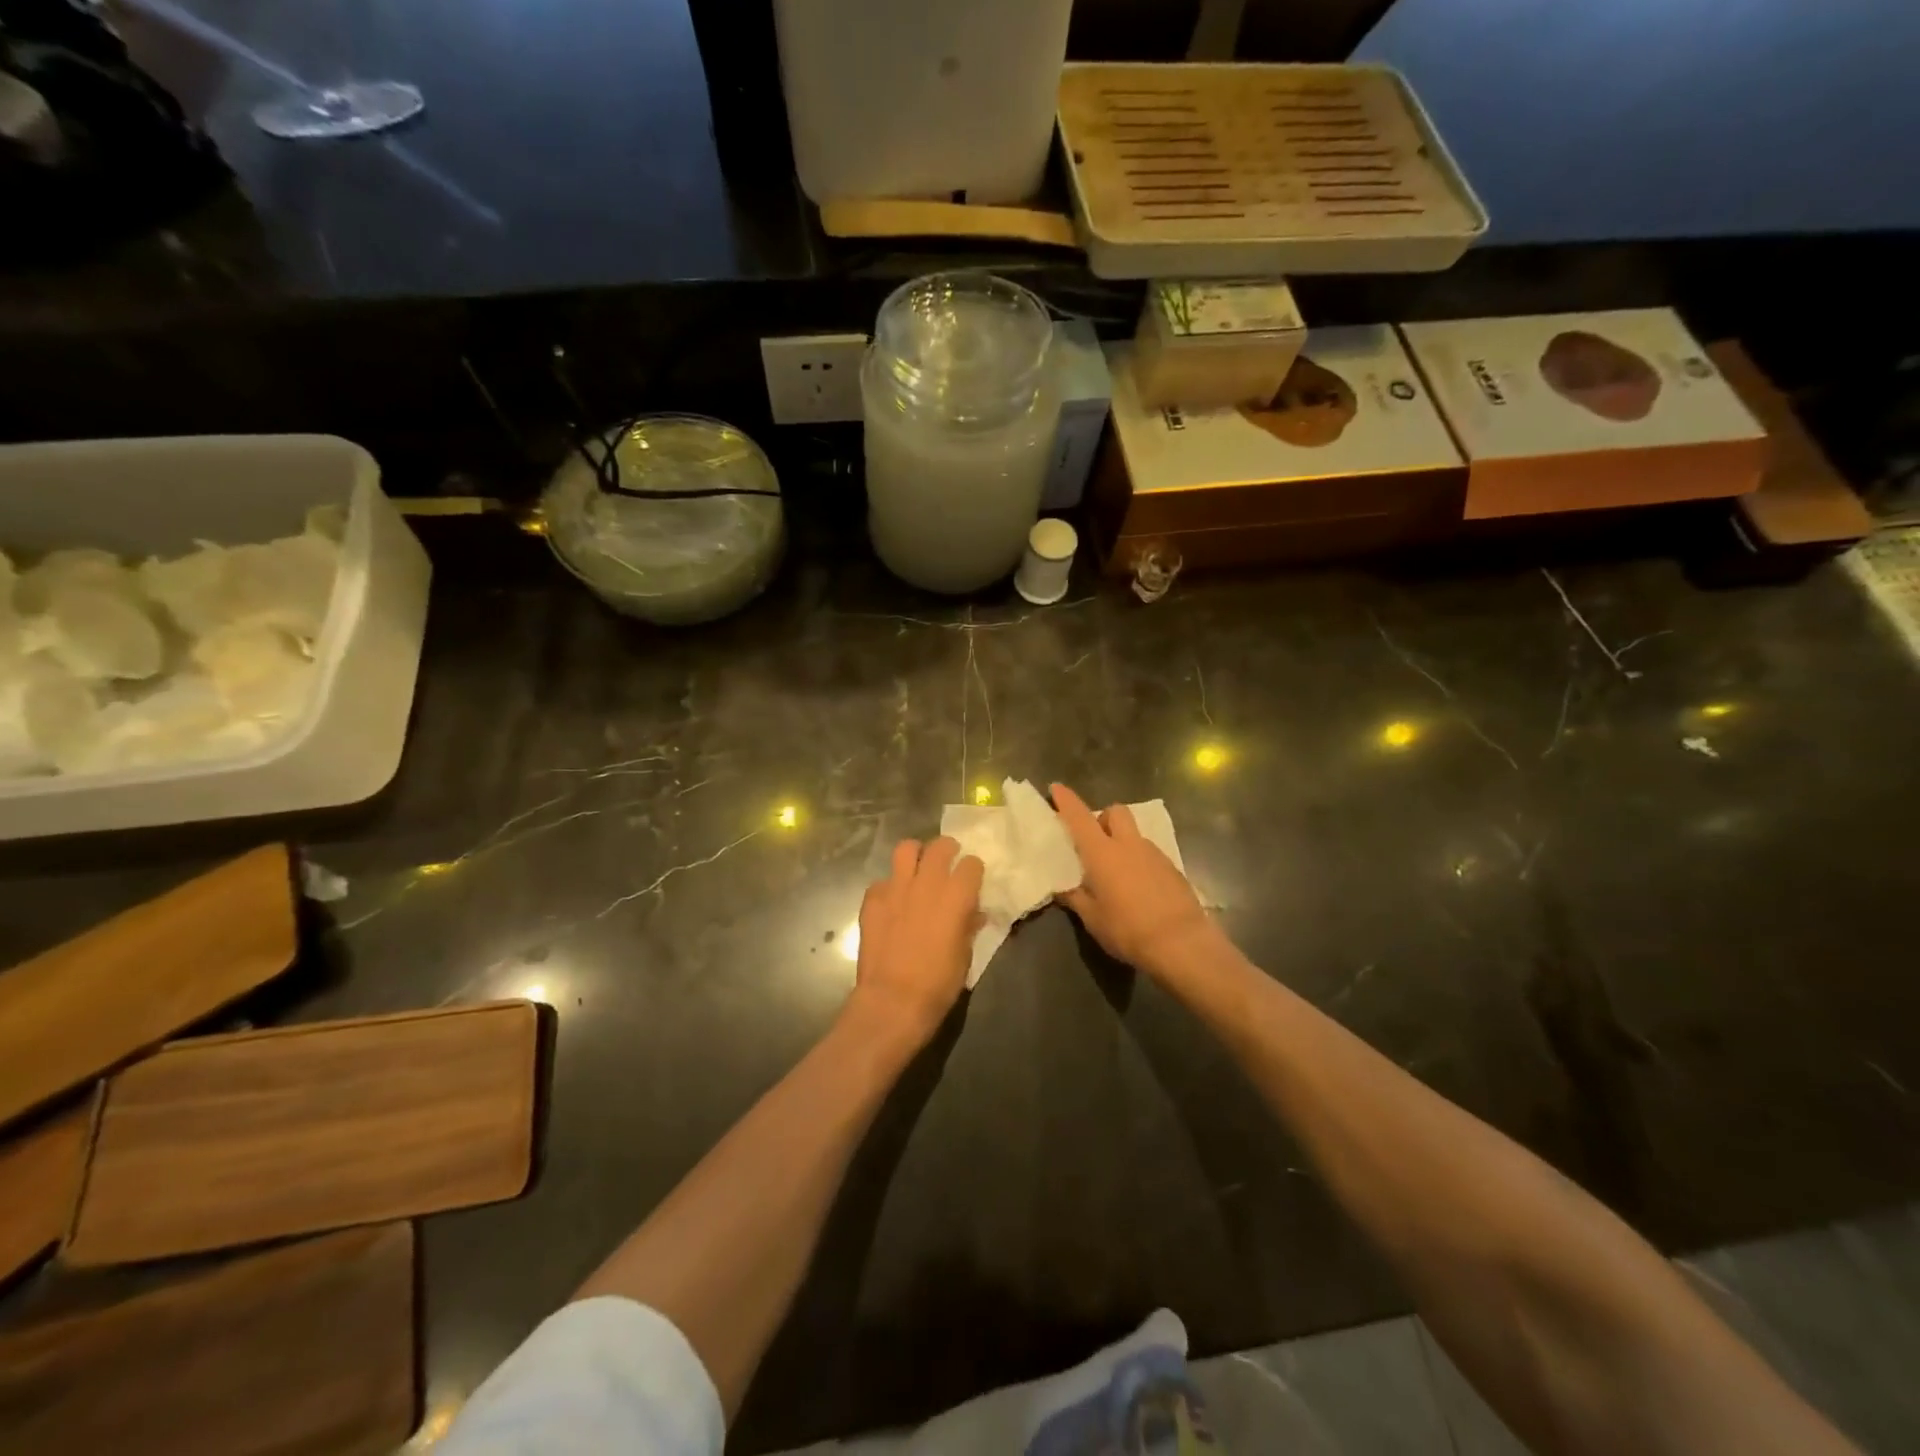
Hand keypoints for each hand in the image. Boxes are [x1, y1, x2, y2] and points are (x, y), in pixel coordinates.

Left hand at [850, 837, 983, 1048]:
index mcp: (957, 896)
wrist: (893, 1000)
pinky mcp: (872, 899)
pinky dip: (889, 888)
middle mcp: (928, 882)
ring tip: (917, 868)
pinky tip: (891, 903)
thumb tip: (974, 914)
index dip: (973, 871)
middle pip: (940, 846)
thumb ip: (969, 926)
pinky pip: (882, 881)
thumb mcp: (965, 956)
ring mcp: (896, 887)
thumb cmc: (938, 983)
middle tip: (947, 863)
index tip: (972, 881)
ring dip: (915, 855)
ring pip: (906, 849)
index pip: (972, 864)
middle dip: (947, 850)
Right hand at [1052, 783, 1219, 979]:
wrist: (1182, 943)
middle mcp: (1128, 845)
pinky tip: (1138, 888)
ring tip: (1116, 872)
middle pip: (1115, 812)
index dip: (1066, 800)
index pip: (1079, 817)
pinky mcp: (1172, 868)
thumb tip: (1063, 888)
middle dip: (1103, 818)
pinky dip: (1139, 861)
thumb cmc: (1128, 929)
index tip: (1056, 787)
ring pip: (1134, 834)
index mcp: (1102, 852)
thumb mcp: (1092, 919)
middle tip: (1094, 842)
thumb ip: (1075, 898)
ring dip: (1122, 842)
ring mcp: (1154, 854)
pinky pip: (1149, 854)